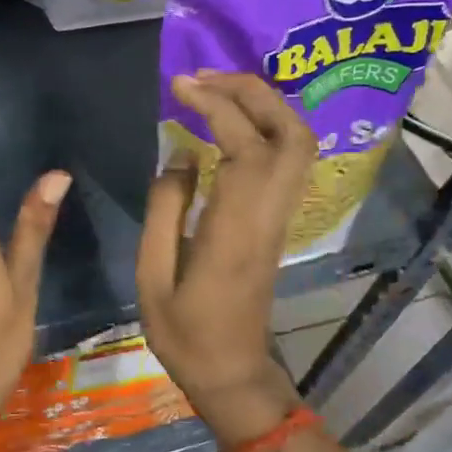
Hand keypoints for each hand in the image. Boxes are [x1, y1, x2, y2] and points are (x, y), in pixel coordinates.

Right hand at [137, 72, 312, 437]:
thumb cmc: (185, 333)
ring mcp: (280, 217)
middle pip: (290, 133)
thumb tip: (182, 153)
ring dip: (264, 106)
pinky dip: (265, 127)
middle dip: (253, 92)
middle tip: (205, 77)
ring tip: (216, 91)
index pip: (244, 146)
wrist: (233, 374)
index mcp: (235, 228)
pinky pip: (288, 159)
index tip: (180, 85)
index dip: (216, 105)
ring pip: (298, 144)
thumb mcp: (152, 276)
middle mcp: (269, 214)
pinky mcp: (278, 222)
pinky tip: (228, 124)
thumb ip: (165, 209)